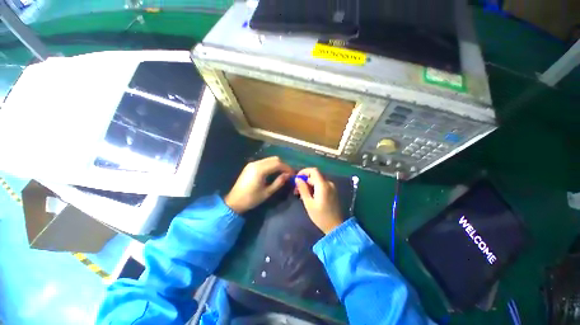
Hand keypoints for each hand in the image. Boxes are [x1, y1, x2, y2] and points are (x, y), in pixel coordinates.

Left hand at [225, 156, 293, 213]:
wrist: (234, 202)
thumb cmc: (251, 199)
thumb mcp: (267, 192)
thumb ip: (279, 182)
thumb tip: (288, 175)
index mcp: (260, 170)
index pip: (278, 164)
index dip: (287, 168)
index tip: (293, 174)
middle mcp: (256, 163)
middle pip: (274, 159)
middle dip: (283, 165)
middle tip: (288, 173)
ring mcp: (252, 164)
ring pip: (269, 159)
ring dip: (277, 164)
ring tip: (282, 173)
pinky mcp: (250, 166)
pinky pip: (264, 162)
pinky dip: (271, 165)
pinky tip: (274, 172)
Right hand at [295, 168, 343, 233]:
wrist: (336, 227)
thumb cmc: (321, 216)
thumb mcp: (309, 203)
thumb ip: (303, 189)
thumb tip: (297, 179)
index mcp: (323, 185)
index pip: (313, 170)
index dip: (304, 172)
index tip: (297, 178)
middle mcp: (329, 183)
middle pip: (315, 176)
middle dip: (304, 180)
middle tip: (296, 191)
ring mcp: (332, 187)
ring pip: (317, 181)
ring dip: (309, 185)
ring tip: (301, 195)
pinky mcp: (333, 191)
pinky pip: (322, 185)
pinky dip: (314, 188)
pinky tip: (309, 196)